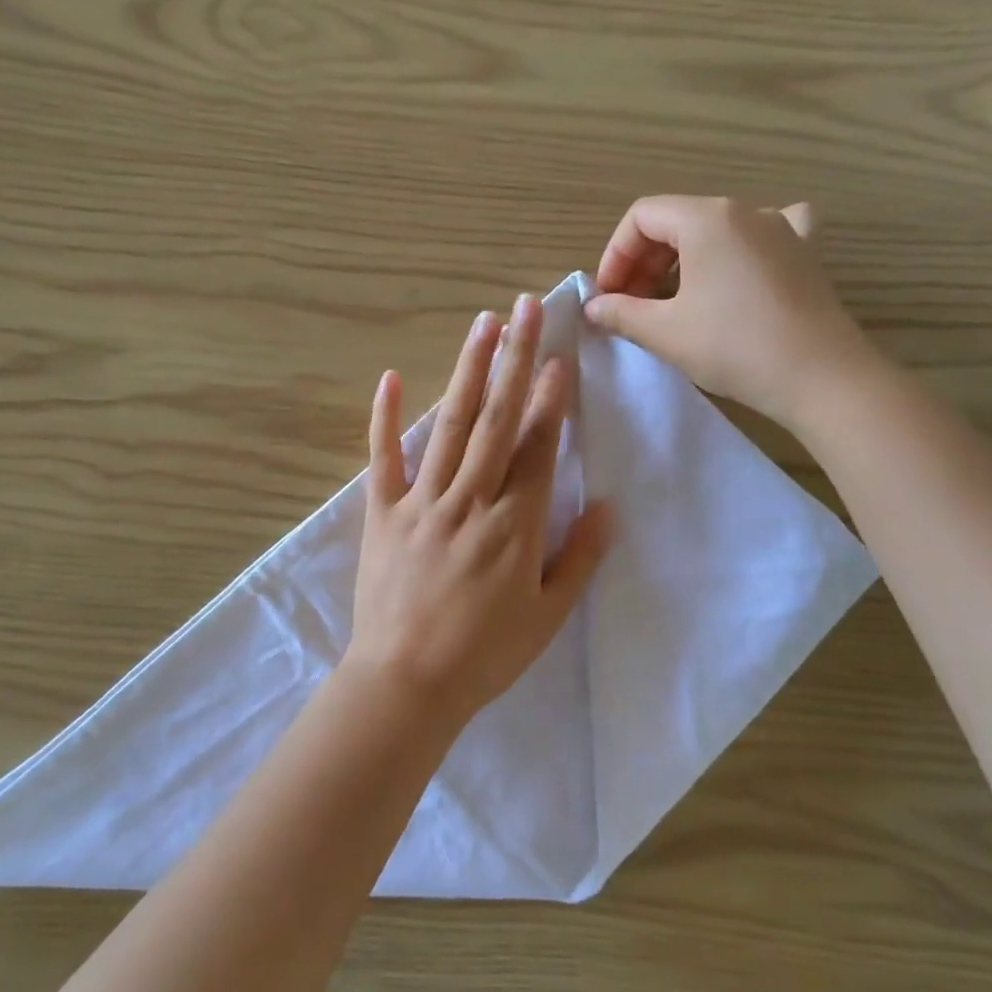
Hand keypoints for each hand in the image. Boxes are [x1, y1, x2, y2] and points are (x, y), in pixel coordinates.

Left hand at [342, 295, 611, 726]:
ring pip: (450, 425)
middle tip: (526, 308)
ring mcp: (422, 502)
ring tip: (482, 323)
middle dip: (516, 360)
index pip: (538, 447)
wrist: (407, 684)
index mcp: (515, 523)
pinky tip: (392, 377)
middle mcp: (471, 499)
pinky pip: (383, 459)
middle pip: (498, 419)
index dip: (551, 400)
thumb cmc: (485, 655)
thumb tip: (609, 507)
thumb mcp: (548, 616)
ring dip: (468, 371)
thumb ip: (579, 558)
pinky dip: (386, 418)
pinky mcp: (382, 514)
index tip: (560, 356)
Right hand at [584, 195, 878, 432]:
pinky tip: (740, 268)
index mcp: (706, 218)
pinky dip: (741, 248)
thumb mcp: (664, 332)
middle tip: (632, 306)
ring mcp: (783, 228)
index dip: (615, 255)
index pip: (641, 217)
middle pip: (677, 221)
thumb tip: (595, 306)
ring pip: (716, 230)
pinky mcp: (806, 253)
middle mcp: (746, 211)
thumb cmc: (733, 347)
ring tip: (674, 301)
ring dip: (683, 261)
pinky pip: (765, 235)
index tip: (608, 296)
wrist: (820, 377)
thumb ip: (620, 313)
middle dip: (644, 261)